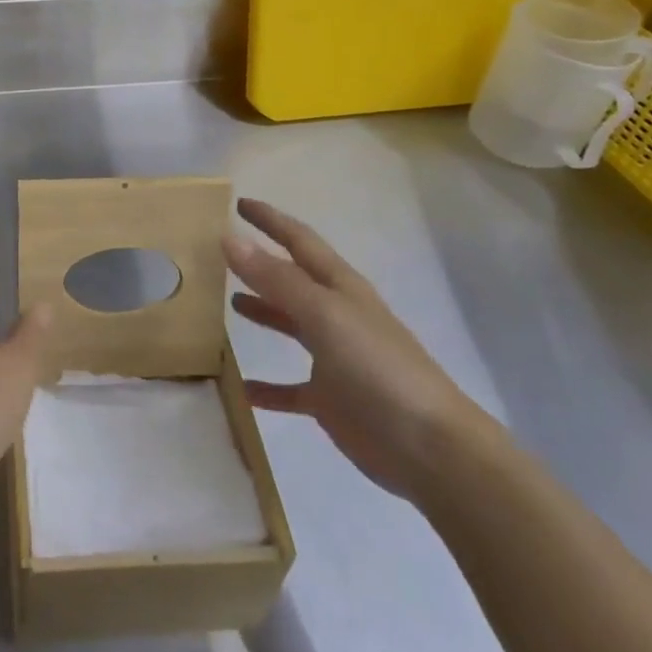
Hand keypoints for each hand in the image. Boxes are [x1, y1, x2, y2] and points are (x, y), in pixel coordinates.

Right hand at [226, 198, 484, 500]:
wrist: (429, 447)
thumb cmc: (377, 367)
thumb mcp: (324, 314)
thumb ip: (276, 279)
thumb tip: (229, 237)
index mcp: (339, 287)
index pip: (299, 241)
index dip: (270, 220)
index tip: (238, 203)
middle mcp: (336, 315)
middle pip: (292, 280)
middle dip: (261, 263)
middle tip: (222, 251)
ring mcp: (334, 358)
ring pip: (290, 325)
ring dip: (262, 312)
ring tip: (227, 303)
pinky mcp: (330, 400)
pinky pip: (289, 388)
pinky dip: (266, 387)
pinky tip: (241, 388)